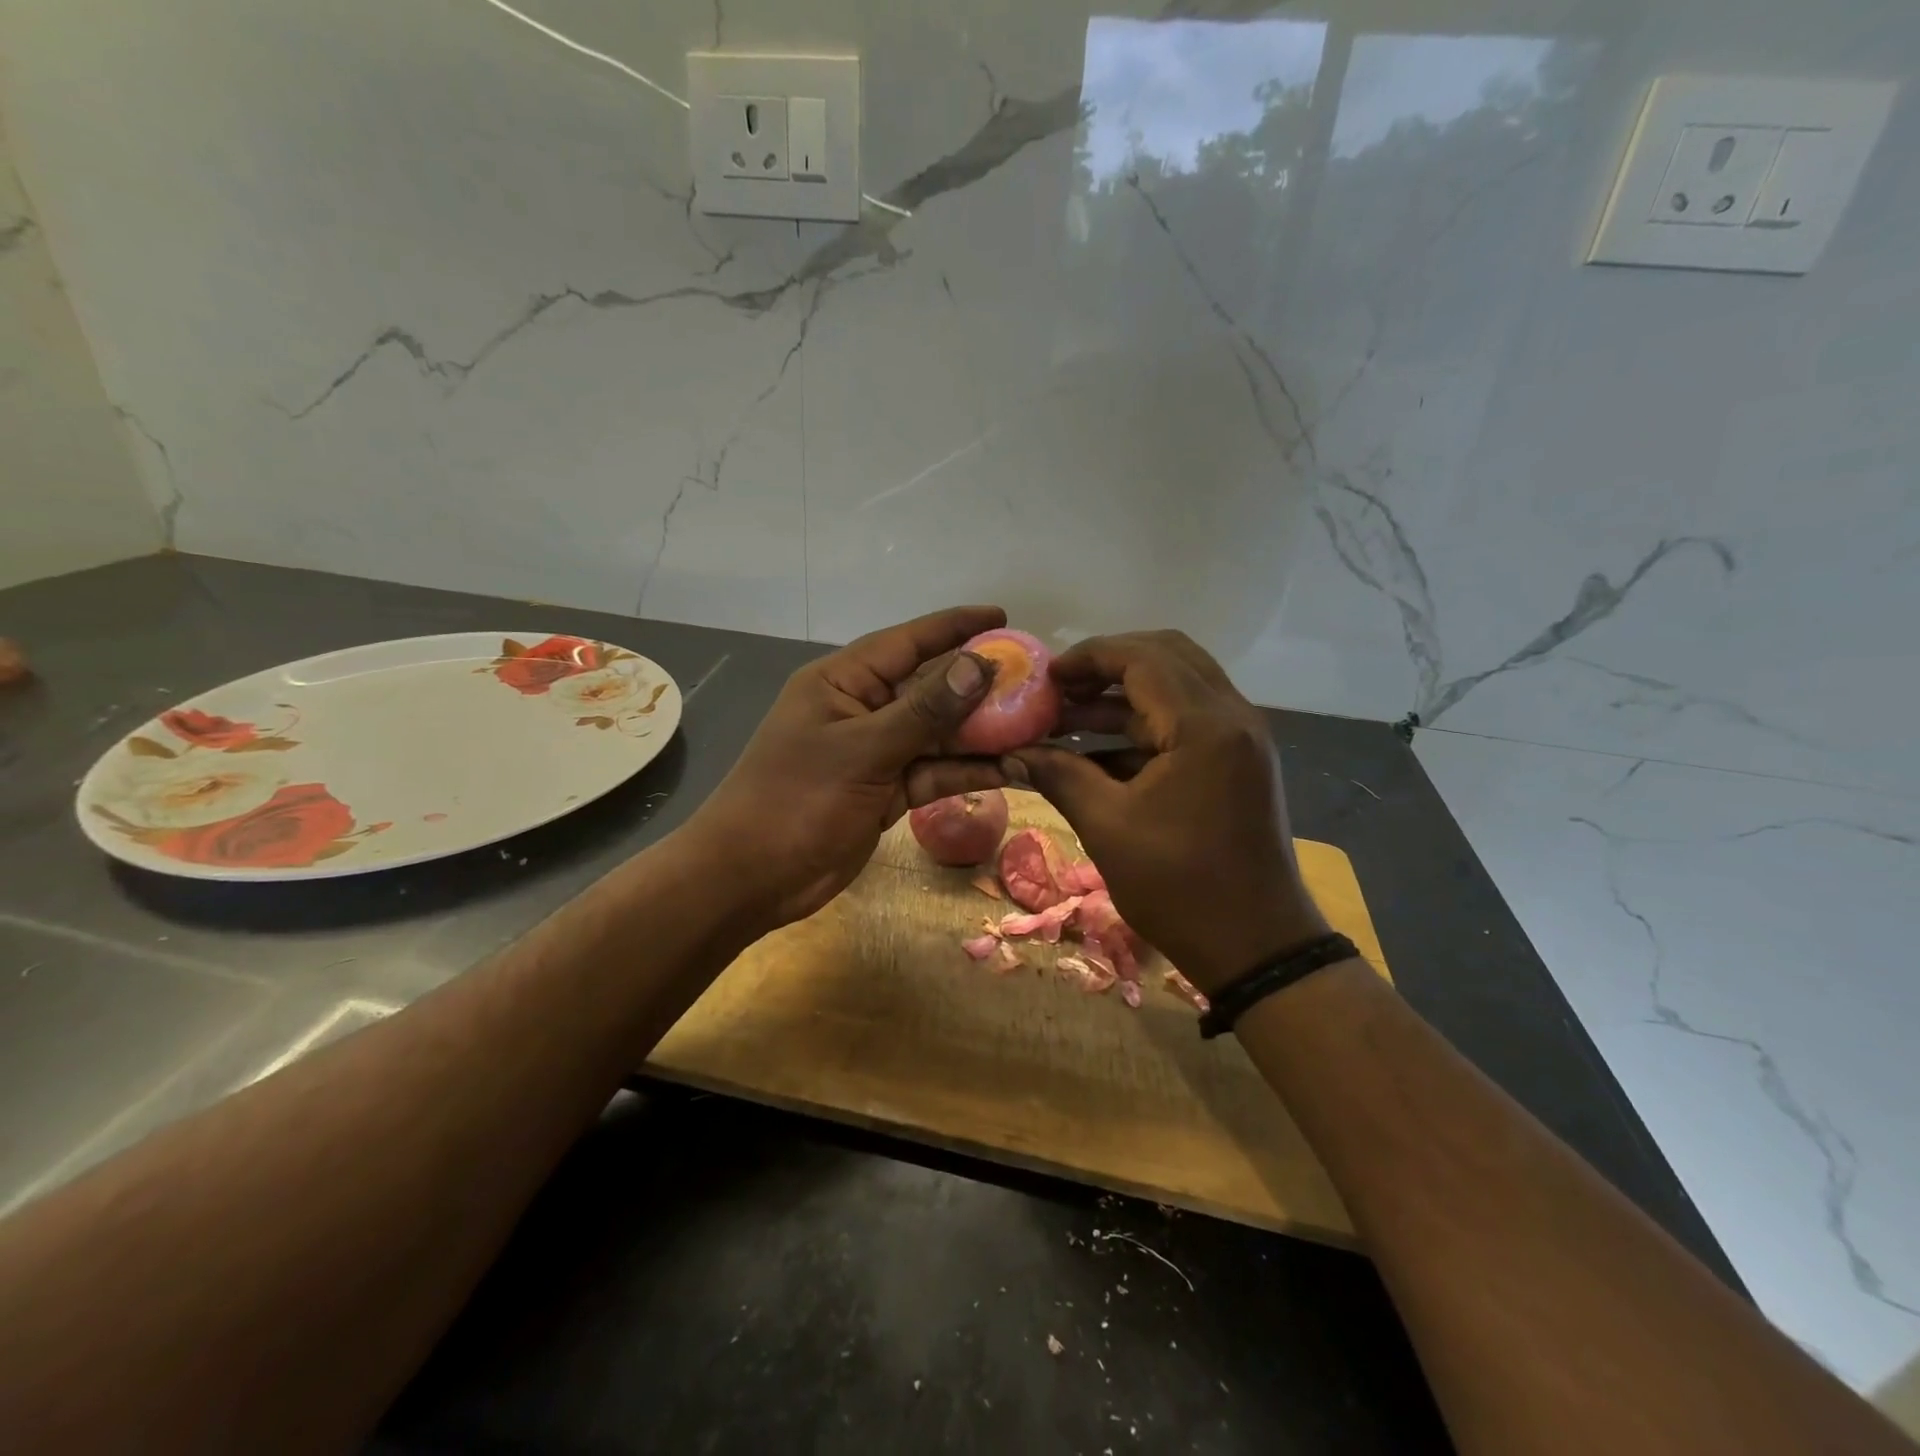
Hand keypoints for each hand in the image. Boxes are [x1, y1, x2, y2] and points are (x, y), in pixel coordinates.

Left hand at [684, 606, 1008, 929]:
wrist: (752, 878)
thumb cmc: (796, 800)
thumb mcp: (862, 750)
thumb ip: (924, 710)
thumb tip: (979, 665)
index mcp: (843, 681)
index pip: (908, 641)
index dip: (956, 627)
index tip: (1004, 618)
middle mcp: (863, 709)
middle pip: (931, 688)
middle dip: (981, 685)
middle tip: (1037, 681)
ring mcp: (876, 752)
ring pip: (938, 733)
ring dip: (982, 733)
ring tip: (1038, 726)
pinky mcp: (887, 790)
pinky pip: (934, 771)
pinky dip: (967, 771)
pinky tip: (1012, 768)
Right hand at [1010, 631, 1328, 993]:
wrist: (1256, 947)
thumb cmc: (1180, 887)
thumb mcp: (1108, 827)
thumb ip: (1059, 776)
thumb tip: (1011, 754)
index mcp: (1205, 725)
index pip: (1143, 658)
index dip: (1089, 656)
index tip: (1044, 676)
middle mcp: (1232, 716)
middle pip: (1167, 657)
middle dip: (1108, 666)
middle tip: (1060, 688)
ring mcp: (1240, 739)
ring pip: (1178, 688)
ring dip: (1123, 697)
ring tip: (1065, 719)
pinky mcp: (1237, 762)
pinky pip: (1186, 722)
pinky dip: (1143, 726)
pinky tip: (1096, 752)